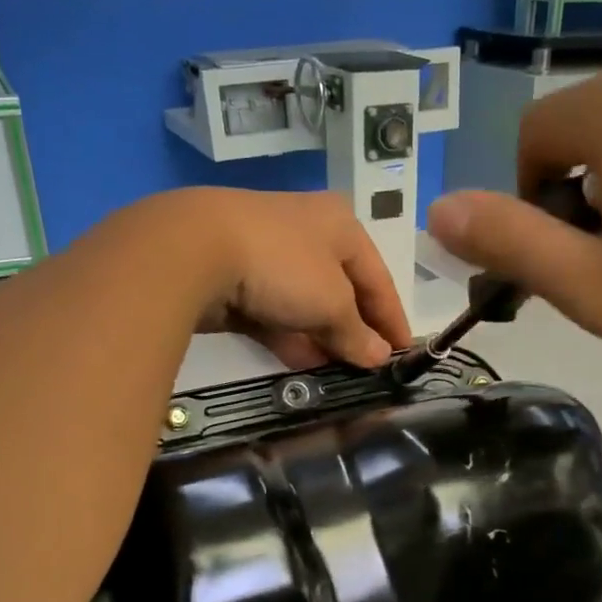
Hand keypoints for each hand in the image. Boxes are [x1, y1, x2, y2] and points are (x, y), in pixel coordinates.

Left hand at [182, 188, 413, 369]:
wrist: (194, 250)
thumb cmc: (283, 265)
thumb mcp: (332, 303)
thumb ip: (357, 333)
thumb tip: (380, 357)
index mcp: (341, 225)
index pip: (378, 277)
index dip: (393, 318)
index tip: (406, 353)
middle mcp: (308, 233)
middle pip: (342, 290)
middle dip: (355, 331)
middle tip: (369, 369)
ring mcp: (269, 255)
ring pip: (306, 304)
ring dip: (322, 339)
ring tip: (339, 375)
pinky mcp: (237, 278)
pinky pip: (275, 313)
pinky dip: (290, 337)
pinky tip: (302, 366)